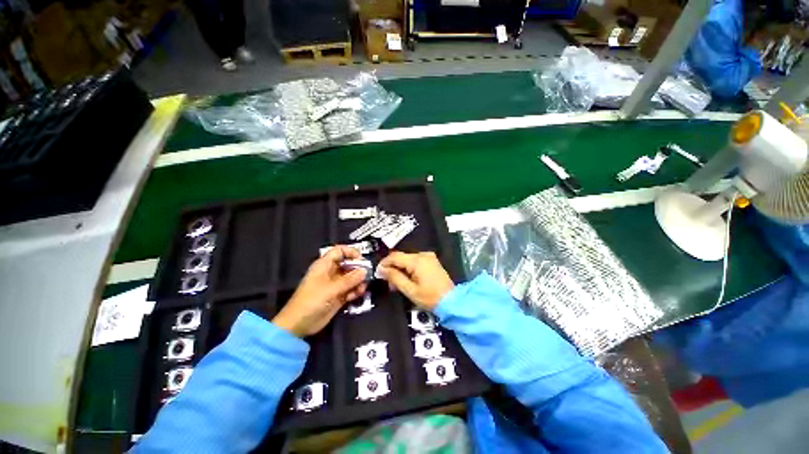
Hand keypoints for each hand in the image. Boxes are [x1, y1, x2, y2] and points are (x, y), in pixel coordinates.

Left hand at [273, 246, 367, 336]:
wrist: (299, 324)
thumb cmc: (312, 301)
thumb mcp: (331, 288)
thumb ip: (350, 279)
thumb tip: (365, 271)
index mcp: (325, 265)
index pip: (340, 251)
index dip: (351, 253)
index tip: (362, 260)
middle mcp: (330, 272)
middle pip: (348, 264)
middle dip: (358, 269)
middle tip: (366, 277)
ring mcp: (335, 284)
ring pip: (351, 277)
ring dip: (358, 282)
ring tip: (361, 289)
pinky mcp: (338, 296)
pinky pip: (350, 289)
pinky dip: (355, 291)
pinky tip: (356, 296)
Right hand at [377, 251, 453, 309]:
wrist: (451, 301)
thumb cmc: (430, 297)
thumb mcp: (410, 290)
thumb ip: (395, 277)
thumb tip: (382, 269)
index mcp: (417, 260)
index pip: (395, 256)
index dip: (384, 263)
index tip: (378, 272)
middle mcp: (423, 255)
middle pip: (401, 257)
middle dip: (392, 268)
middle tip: (388, 282)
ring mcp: (428, 257)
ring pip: (407, 260)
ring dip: (400, 269)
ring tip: (396, 284)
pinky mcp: (431, 261)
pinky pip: (415, 261)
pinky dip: (408, 269)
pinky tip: (406, 279)